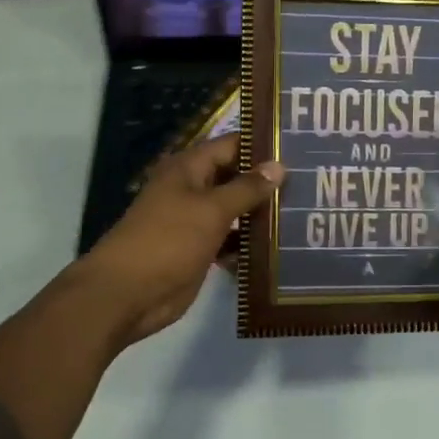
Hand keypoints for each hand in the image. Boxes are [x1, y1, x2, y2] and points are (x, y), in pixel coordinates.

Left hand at [78, 134, 284, 349]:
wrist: (126, 294)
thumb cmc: (167, 241)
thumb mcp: (211, 210)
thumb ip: (246, 188)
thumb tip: (278, 165)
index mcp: (189, 169)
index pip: (232, 145)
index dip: (262, 144)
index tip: (299, 145)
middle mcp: (193, 189)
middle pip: (235, 177)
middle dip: (267, 181)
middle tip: (312, 181)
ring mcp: (195, 221)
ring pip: (235, 210)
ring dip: (261, 214)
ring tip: (304, 212)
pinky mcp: (199, 250)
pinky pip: (230, 239)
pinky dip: (248, 243)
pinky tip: (280, 247)